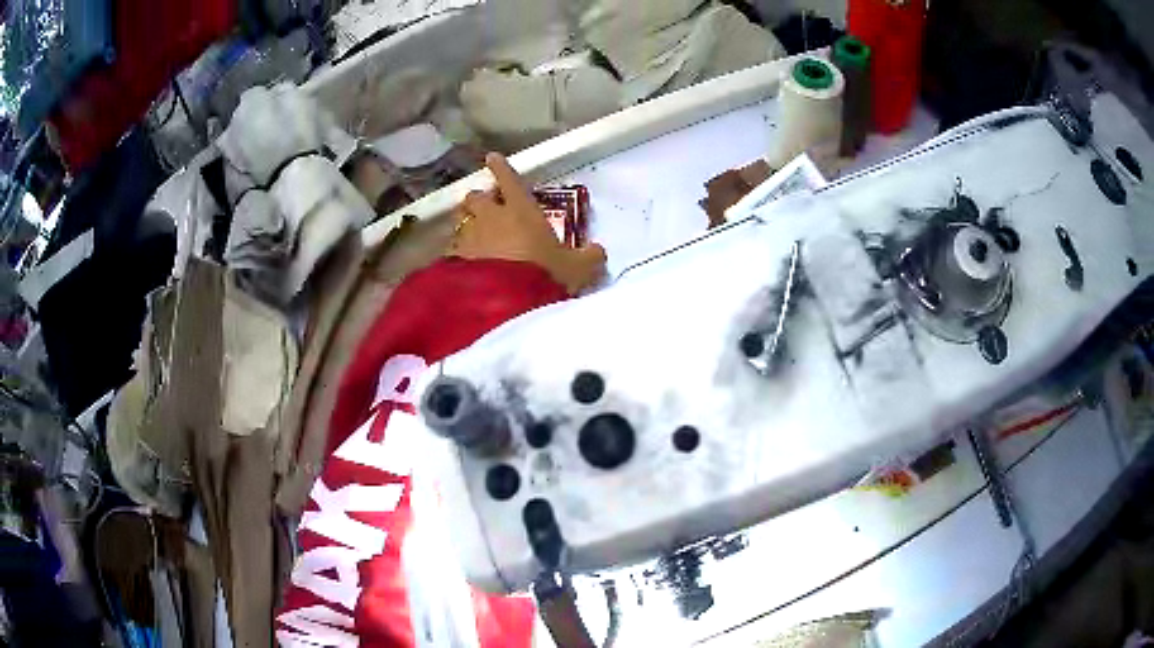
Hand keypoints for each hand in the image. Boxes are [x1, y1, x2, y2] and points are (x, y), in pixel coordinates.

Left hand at [450, 153, 606, 293]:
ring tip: (474, 237)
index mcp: (521, 210)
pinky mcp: (453, 260)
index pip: (509, 180)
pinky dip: (458, 253)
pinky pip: (453, 249)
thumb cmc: (544, 275)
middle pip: (476, 198)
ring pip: (462, 221)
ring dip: (467, 225)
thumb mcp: (578, 269)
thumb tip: (598, 251)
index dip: (501, 168)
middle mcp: (491, 218)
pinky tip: (463, 265)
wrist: (505, 304)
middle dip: (480, 200)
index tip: (492, 158)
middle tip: (486, 208)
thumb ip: (590, 258)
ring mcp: (469, 238)